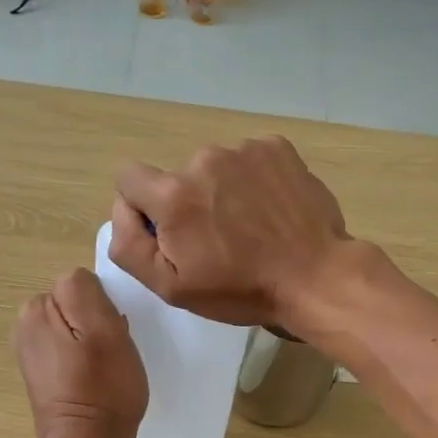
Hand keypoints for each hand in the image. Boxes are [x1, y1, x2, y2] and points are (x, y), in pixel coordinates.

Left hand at [13, 268, 147, 437]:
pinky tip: (94, 379)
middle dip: (96, 322)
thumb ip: (87, 292)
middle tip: (111, 353)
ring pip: (74, 326)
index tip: (113, 334)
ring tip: (104, 368)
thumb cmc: (104, 389)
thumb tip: (80, 283)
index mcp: (36, 309)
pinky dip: (83, 358)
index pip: (81, 284)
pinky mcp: (40, 372)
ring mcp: (30, 350)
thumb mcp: (106, 331)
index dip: (104, 307)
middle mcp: (25, 324)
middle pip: (75, 304)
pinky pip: (69, 348)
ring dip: (92, 340)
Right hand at [107, 136, 349, 329]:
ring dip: (222, 192)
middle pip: (176, 177)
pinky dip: (253, 181)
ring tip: (250, 228)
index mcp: (173, 193)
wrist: (315, 277)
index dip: (142, 208)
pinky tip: (270, 211)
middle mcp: (204, 159)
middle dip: (188, 204)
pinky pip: (248, 160)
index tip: (169, 235)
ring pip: (214, 169)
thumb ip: (129, 245)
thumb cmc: (240, 289)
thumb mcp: (171, 286)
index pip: (129, 178)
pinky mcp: (277, 147)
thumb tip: (122, 211)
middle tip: (219, 242)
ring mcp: (244, 149)